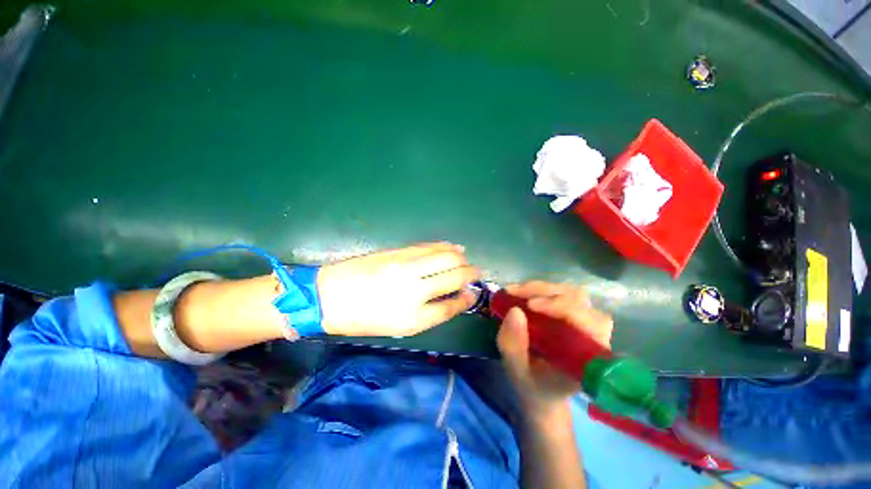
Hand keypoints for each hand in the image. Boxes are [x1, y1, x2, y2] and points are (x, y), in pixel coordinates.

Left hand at [316, 242, 479, 336]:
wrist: (329, 296)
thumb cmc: (363, 318)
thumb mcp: (398, 326)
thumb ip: (428, 313)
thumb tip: (451, 298)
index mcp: (414, 317)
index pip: (452, 306)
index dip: (467, 298)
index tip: (473, 293)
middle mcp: (415, 290)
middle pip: (455, 276)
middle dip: (471, 274)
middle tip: (476, 273)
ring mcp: (407, 267)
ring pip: (446, 257)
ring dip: (462, 258)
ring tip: (466, 259)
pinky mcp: (398, 252)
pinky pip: (429, 247)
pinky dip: (445, 246)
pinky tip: (453, 247)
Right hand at [497, 282, 612, 418]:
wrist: (542, 389)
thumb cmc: (533, 384)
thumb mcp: (517, 370)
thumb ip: (514, 346)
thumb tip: (514, 311)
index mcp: (588, 358)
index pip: (590, 323)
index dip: (563, 307)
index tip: (530, 305)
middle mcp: (592, 336)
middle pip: (579, 300)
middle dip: (545, 292)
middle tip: (515, 294)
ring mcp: (584, 323)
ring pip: (570, 293)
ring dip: (541, 288)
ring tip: (515, 292)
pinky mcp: (573, 315)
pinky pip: (561, 294)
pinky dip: (540, 290)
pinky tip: (521, 293)